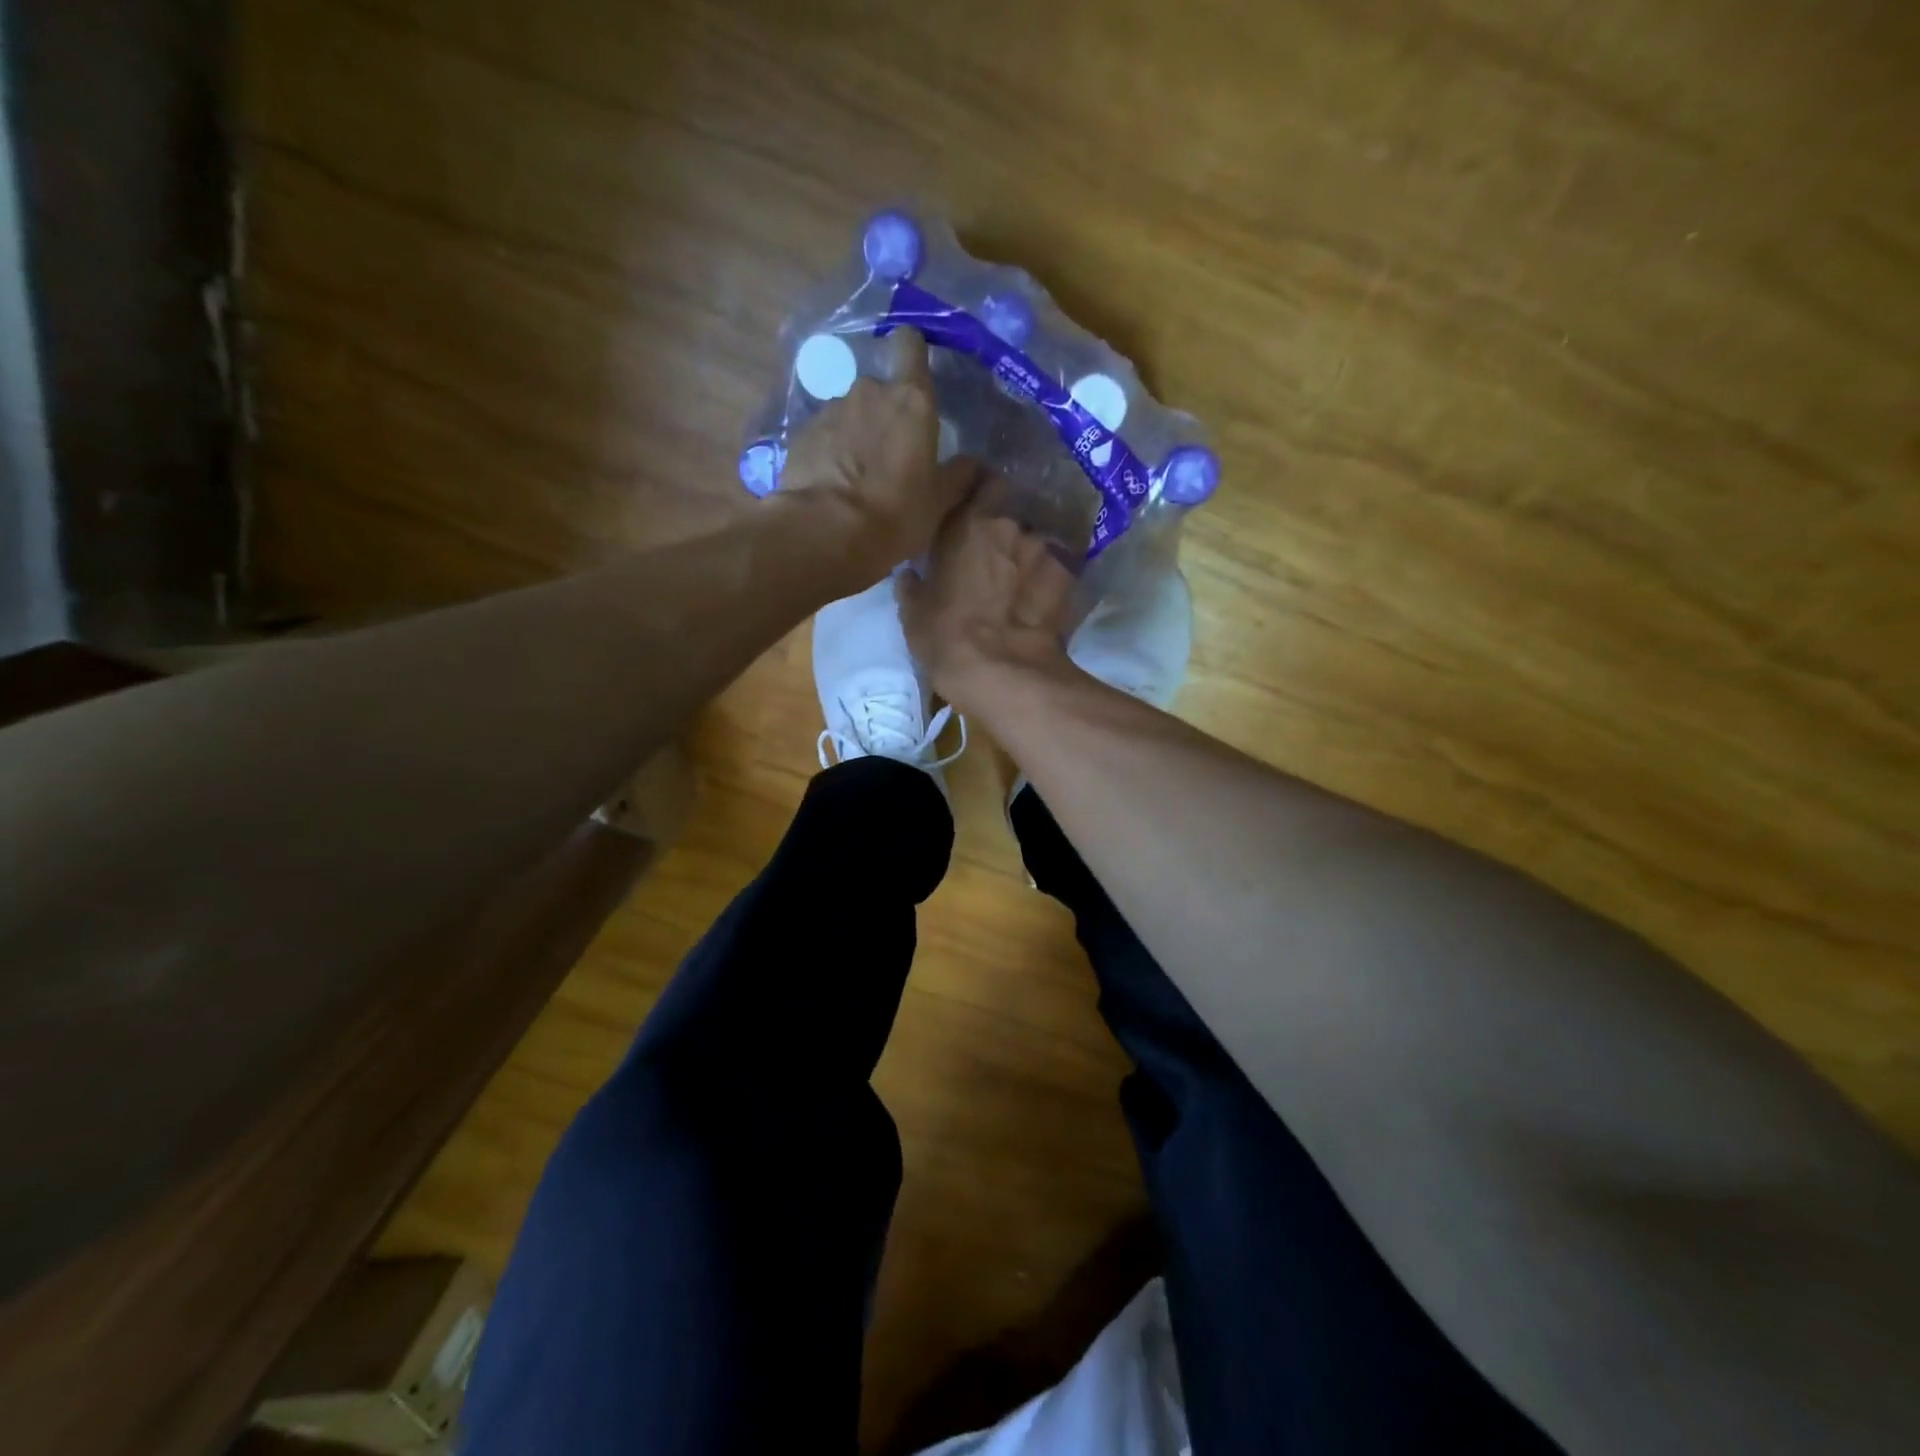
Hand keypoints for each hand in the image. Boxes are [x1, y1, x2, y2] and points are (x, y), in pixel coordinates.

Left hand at [779, 327, 976, 573]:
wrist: (825, 533)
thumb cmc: (895, 514)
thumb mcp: (939, 502)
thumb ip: (959, 476)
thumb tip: (974, 464)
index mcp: (911, 401)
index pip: (910, 344)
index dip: (912, 352)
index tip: (915, 372)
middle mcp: (869, 392)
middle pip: (880, 389)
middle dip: (884, 414)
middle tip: (890, 456)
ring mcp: (830, 411)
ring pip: (849, 414)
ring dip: (855, 436)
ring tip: (857, 478)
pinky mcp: (800, 435)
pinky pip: (823, 437)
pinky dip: (829, 454)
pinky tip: (832, 487)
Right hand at [898, 496, 1078, 710]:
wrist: (1003, 672)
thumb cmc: (946, 637)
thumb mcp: (913, 612)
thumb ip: (912, 583)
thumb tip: (910, 574)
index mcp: (965, 523)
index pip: (980, 480)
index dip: (979, 491)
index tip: (972, 508)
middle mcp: (1008, 525)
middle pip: (1009, 516)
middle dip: (1001, 533)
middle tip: (991, 559)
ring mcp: (1042, 549)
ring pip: (1033, 544)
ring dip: (1025, 559)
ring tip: (1017, 587)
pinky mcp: (1068, 576)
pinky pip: (1054, 571)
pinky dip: (1047, 581)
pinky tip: (1039, 603)